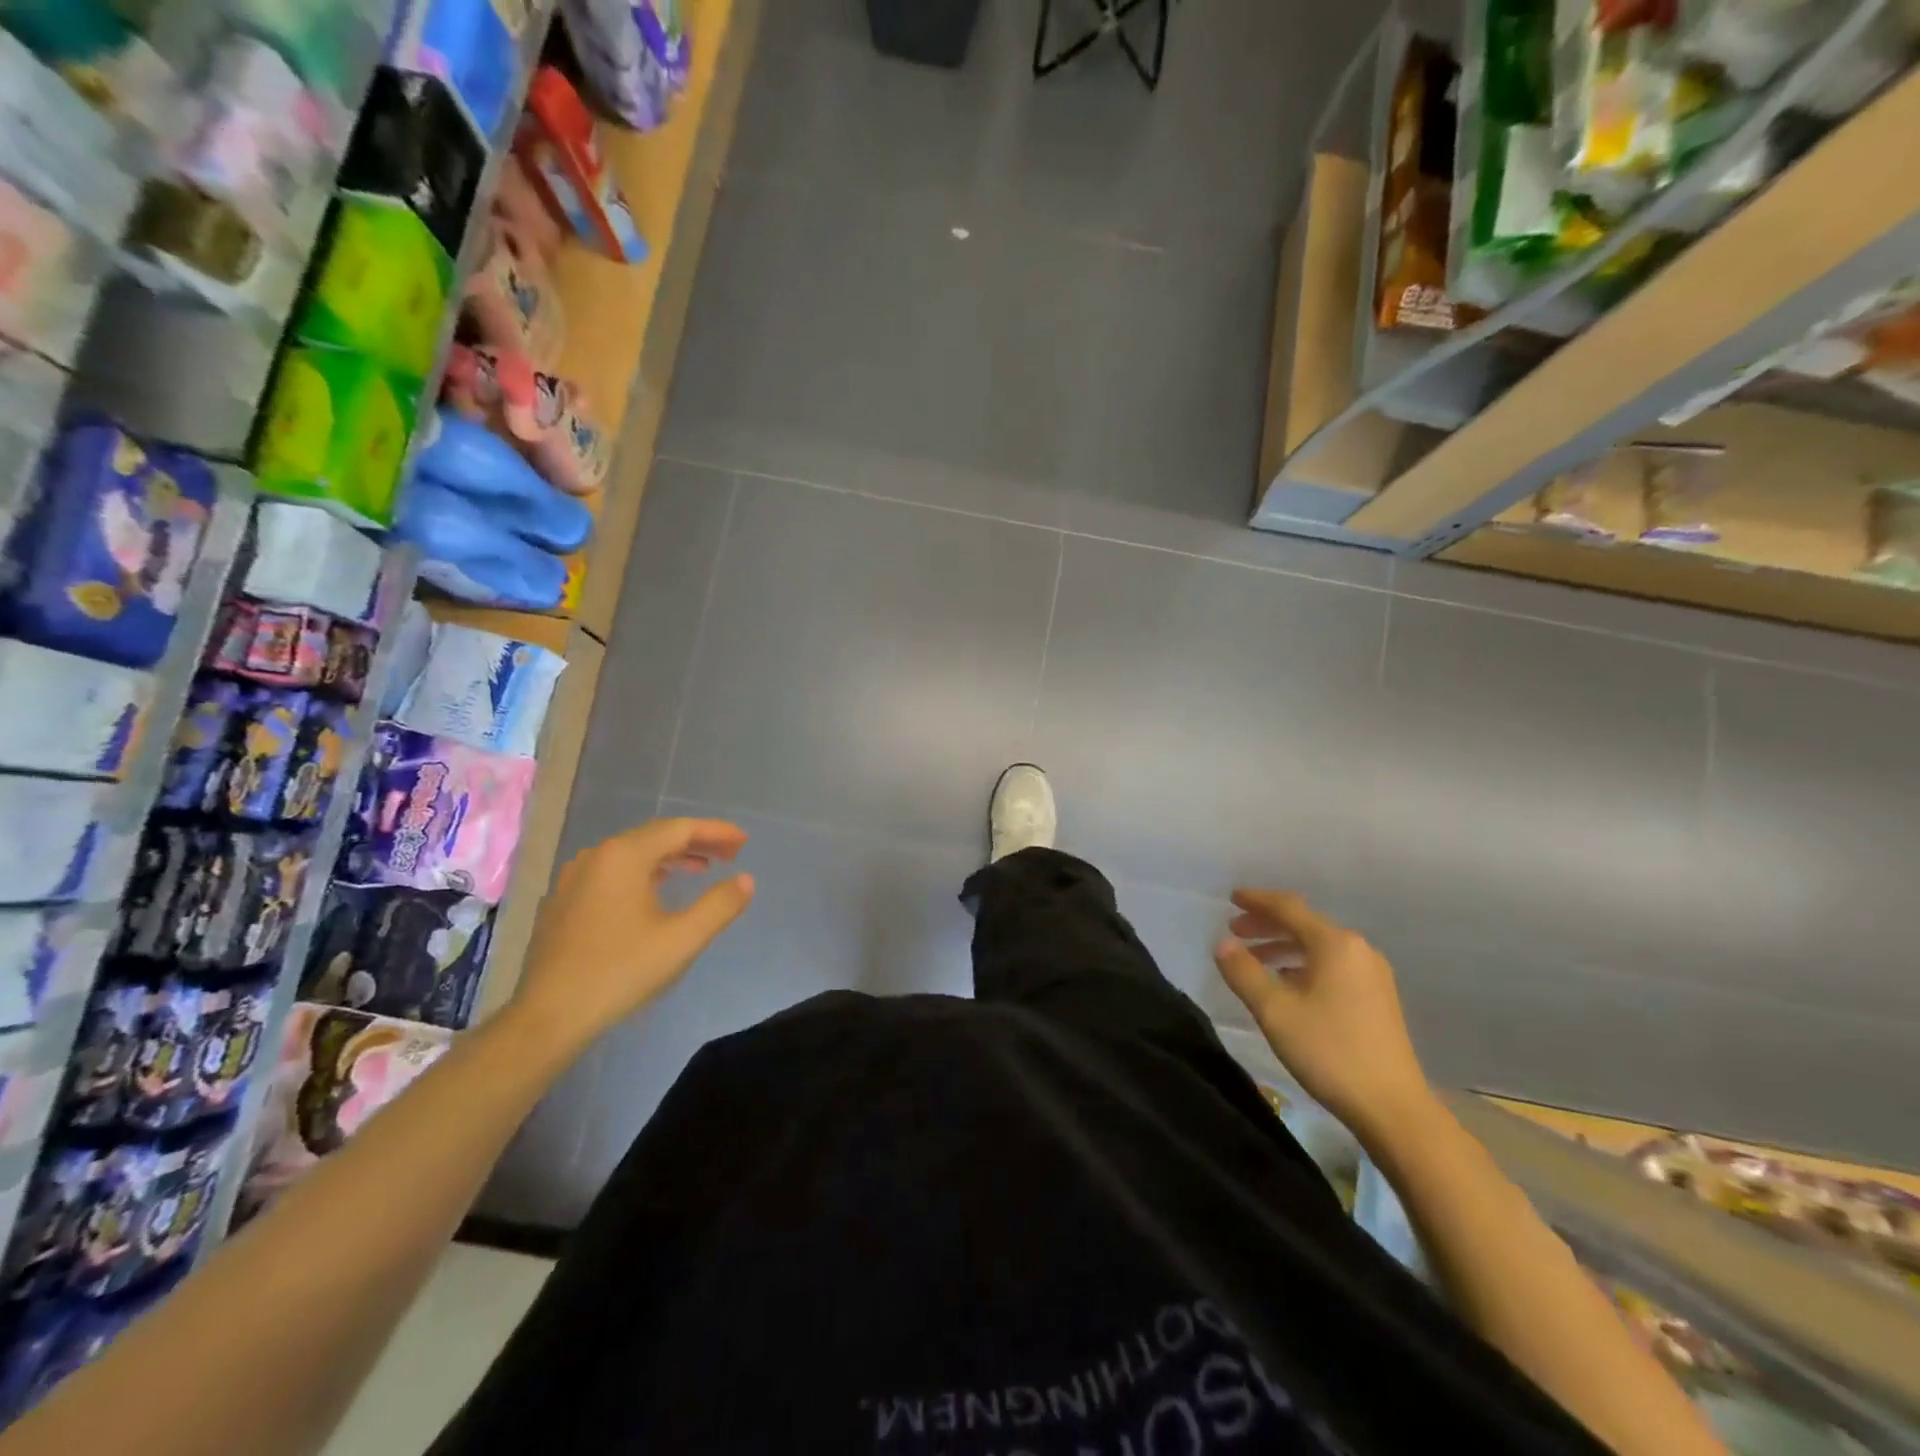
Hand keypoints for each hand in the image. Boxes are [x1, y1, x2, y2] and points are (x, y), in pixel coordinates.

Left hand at [511, 817, 754, 1055]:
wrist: (548, 1017)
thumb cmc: (620, 972)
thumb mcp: (682, 939)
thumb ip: (720, 905)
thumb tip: (746, 880)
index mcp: (624, 856)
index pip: (679, 829)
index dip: (716, 832)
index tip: (744, 841)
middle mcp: (596, 856)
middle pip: (655, 836)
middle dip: (697, 842)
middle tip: (731, 854)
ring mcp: (575, 878)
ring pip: (633, 854)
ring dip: (672, 857)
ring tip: (702, 869)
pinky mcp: (565, 901)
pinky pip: (614, 872)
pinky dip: (646, 872)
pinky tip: (658, 890)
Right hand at [1214, 889, 1433, 1139]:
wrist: (1392, 1107)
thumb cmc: (1329, 1051)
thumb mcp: (1274, 1011)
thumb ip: (1244, 972)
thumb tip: (1223, 944)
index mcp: (1334, 944)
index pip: (1288, 908)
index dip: (1257, 901)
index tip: (1231, 898)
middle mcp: (1357, 949)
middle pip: (1304, 924)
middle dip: (1267, 924)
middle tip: (1235, 930)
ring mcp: (1372, 974)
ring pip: (1318, 946)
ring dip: (1283, 946)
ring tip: (1254, 959)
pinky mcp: (1377, 998)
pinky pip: (1331, 965)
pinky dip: (1303, 964)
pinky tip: (1287, 983)